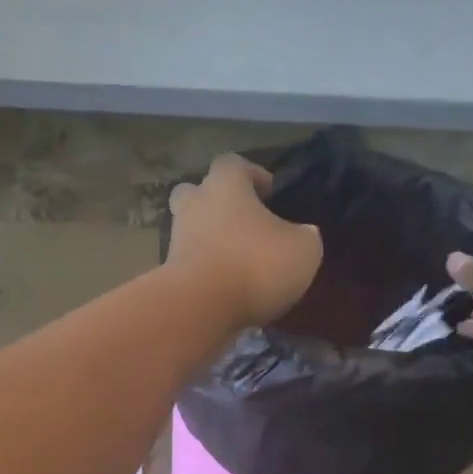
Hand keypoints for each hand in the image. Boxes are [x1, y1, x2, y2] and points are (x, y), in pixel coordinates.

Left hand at [167, 153, 322, 327]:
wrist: (200, 309)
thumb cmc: (255, 265)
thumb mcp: (302, 250)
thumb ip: (303, 236)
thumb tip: (302, 235)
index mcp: (225, 187)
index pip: (232, 164)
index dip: (251, 174)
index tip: (268, 192)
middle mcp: (194, 207)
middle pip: (195, 192)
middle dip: (214, 203)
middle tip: (240, 222)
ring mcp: (175, 242)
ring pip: (189, 231)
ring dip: (209, 242)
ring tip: (237, 262)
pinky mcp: (168, 276)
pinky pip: (187, 265)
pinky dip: (203, 272)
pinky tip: (224, 289)